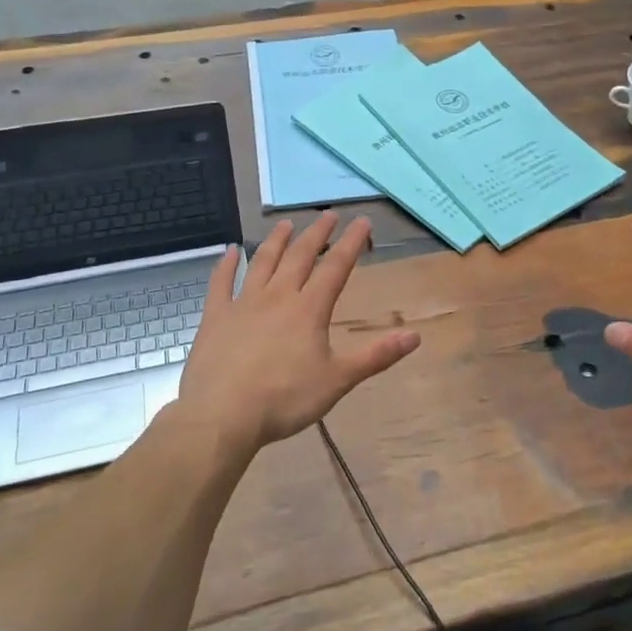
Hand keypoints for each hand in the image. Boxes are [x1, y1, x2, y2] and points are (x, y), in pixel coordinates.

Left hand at [178, 213, 420, 453]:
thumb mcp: (338, 381)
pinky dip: (226, 264)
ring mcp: (243, 303)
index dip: (351, 242)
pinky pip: (221, 283)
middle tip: (328, 215)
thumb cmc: (285, 400)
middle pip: (300, 256)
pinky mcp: (216, 316)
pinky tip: (230, 251)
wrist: (223, 415)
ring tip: (286, 224)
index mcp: (309, 310)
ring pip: (263, 262)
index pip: (336, 267)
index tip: (362, 221)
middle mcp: (278, 296)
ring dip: (277, 241)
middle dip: (317, 234)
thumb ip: (376, 356)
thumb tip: (415, 336)